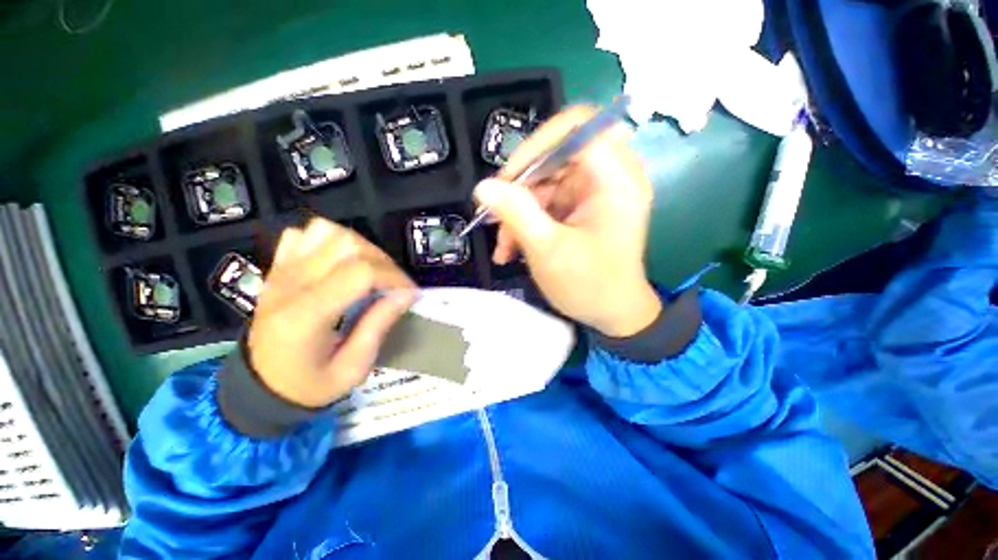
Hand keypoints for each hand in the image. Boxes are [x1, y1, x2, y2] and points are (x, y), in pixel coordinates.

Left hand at [248, 218, 417, 407]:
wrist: (259, 385)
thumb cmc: (308, 384)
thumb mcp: (352, 369)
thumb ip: (379, 326)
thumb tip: (406, 294)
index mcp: (306, 315)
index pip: (360, 273)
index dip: (393, 278)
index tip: (409, 294)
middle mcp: (290, 284)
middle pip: (347, 245)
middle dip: (383, 262)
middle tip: (393, 285)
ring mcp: (280, 271)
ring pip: (328, 231)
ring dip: (360, 247)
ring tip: (371, 270)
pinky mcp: (278, 267)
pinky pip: (305, 233)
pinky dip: (331, 240)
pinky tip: (341, 262)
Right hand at [474, 105, 661, 336]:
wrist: (613, 315)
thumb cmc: (588, 286)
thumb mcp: (547, 250)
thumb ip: (515, 213)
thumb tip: (483, 186)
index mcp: (616, 179)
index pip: (579, 126)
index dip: (538, 143)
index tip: (509, 177)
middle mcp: (611, 177)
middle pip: (558, 154)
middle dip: (523, 185)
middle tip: (498, 211)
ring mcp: (597, 192)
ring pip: (548, 181)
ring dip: (520, 210)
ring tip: (503, 243)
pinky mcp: (585, 207)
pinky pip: (550, 200)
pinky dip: (529, 220)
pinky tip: (512, 247)